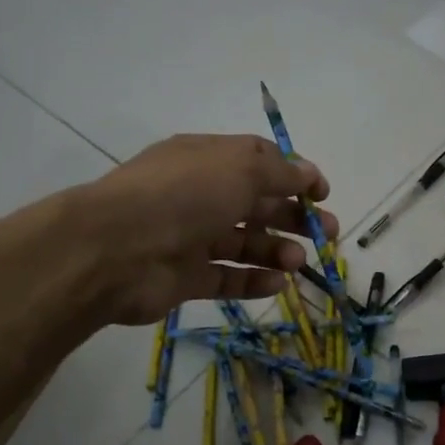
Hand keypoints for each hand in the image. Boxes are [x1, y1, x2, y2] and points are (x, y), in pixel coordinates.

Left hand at [72, 133, 336, 325]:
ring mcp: (190, 237)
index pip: (258, 161)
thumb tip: (309, 172)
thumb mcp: (241, 169)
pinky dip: (253, 281)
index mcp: (207, 159)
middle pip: (256, 204)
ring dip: (276, 250)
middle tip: (328, 234)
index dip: (294, 175)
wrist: (116, 250)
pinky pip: (226, 277)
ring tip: (299, 262)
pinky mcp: (184, 277)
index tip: (322, 194)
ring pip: (243, 243)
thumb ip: (280, 172)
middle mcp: (199, 194)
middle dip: (294, 217)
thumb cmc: (184, 195)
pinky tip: (278, 284)